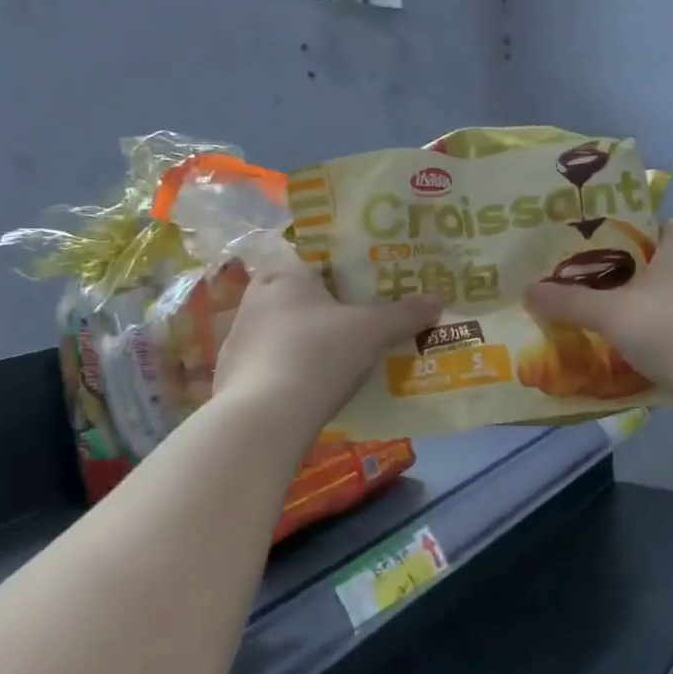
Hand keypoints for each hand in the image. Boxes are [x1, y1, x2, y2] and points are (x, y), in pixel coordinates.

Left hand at [214, 236, 440, 427]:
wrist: (264, 418)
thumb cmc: (318, 354)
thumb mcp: (371, 331)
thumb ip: (404, 314)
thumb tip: (438, 300)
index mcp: (283, 272)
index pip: (313, 255)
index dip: (342, 267)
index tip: (367, 283)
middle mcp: (255, 297)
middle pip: (300, 293)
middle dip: (329, 306)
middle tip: (363, 318)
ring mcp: (240, 337)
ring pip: (285, 329)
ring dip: (310, 338)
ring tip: (344, 354)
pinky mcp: (234, 373)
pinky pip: (273, 361)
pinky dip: (293, 368)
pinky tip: (315, 385)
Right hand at [524, 220, 672, 393]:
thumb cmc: (667, 327)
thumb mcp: (608, 313)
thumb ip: (569, 302)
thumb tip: (528, 290)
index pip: (668, 225)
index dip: (642, 232)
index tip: (611, 248)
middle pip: (672, 261)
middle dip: (642, 272)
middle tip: (604, 284)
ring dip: (656, 305)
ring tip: (618, 317)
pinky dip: (668, 334)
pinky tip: (641, 348)